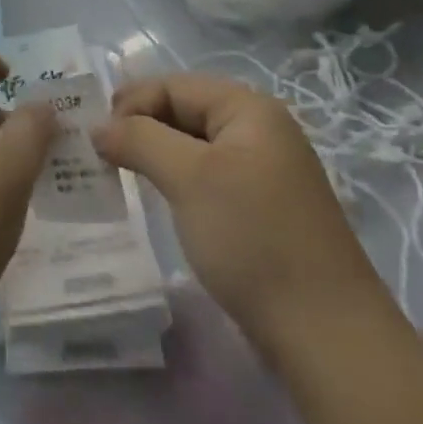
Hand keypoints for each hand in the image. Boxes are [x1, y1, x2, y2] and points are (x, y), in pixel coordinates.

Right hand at [93, 74, 386, 343]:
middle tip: (100, 156)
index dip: (131, 104)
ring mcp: (262, 171)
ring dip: (154, 155)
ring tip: (120, 176)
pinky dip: (176, 181)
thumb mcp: (188, 178)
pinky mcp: (260, 208)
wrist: (327, 337)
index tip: (95, 139)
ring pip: (192, 146)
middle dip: (139, 128)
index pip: (173, 86)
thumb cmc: (253, 239)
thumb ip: (138, 139)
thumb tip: (97, 127)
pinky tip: (157, 200)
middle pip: (183, 111)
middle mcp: (259, 130)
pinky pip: (206, 177)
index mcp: (249, 109)